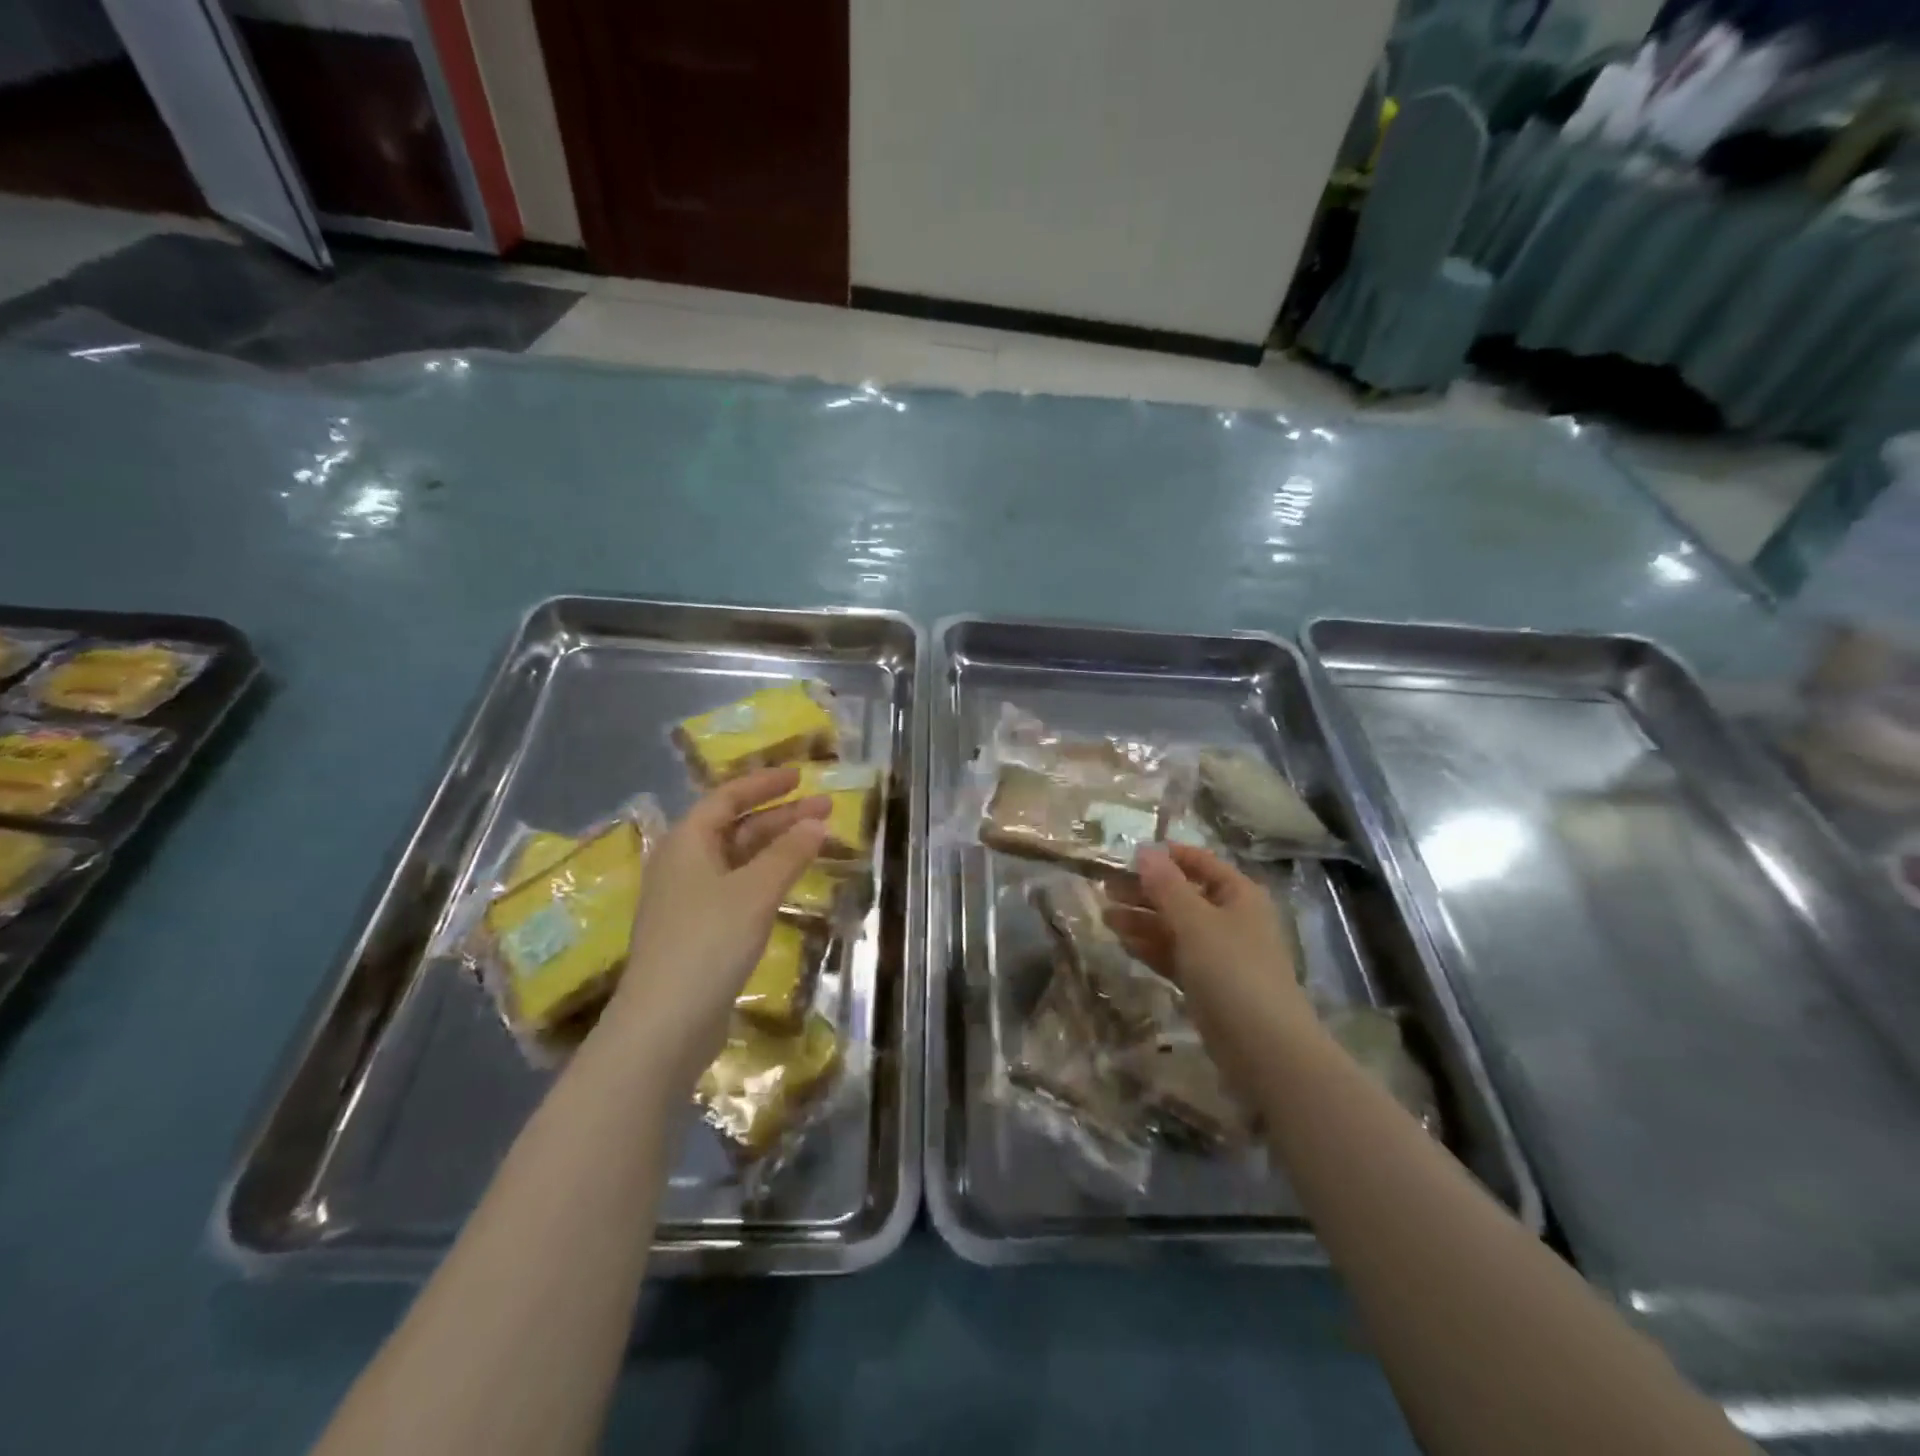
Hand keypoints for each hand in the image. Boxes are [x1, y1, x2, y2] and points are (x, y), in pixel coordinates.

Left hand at [604, 768, 828, 1088]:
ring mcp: (688, 900)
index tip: (801, 776)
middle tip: (824, 809)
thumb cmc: (708, 942)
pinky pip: (737, 887)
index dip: (765, 784)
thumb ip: (788, 853)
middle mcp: (683, 864)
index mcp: (686, 843)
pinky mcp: (698, 931)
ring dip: (776, 847)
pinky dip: (765, 877)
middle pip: (735, 827)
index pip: (727, 797)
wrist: (664, 1024)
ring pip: (738, 859)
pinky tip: (789, 884)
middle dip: (780, 816)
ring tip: (816, 842)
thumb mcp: (754, 891)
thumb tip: (817, 822)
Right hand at [1104, 844, 1310, 1032]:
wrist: (1264, 1048)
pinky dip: (1151, 948)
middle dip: (1146, 891)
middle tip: (1105, 888)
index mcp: (1239, 895)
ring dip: (1142, 920)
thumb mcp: (1195, 921)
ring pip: (1175, 928)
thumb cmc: (1232, 970)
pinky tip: (1123, 943)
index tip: (1129, 854)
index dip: (1167, 856)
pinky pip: (1175, 956)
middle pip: (1183, 895)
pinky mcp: (1208, 984)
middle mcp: (1231, 919)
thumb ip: (1166, 886)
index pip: (1201, 863)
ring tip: (1105, 917)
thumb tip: (1145, 850)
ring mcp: (1220, 954)